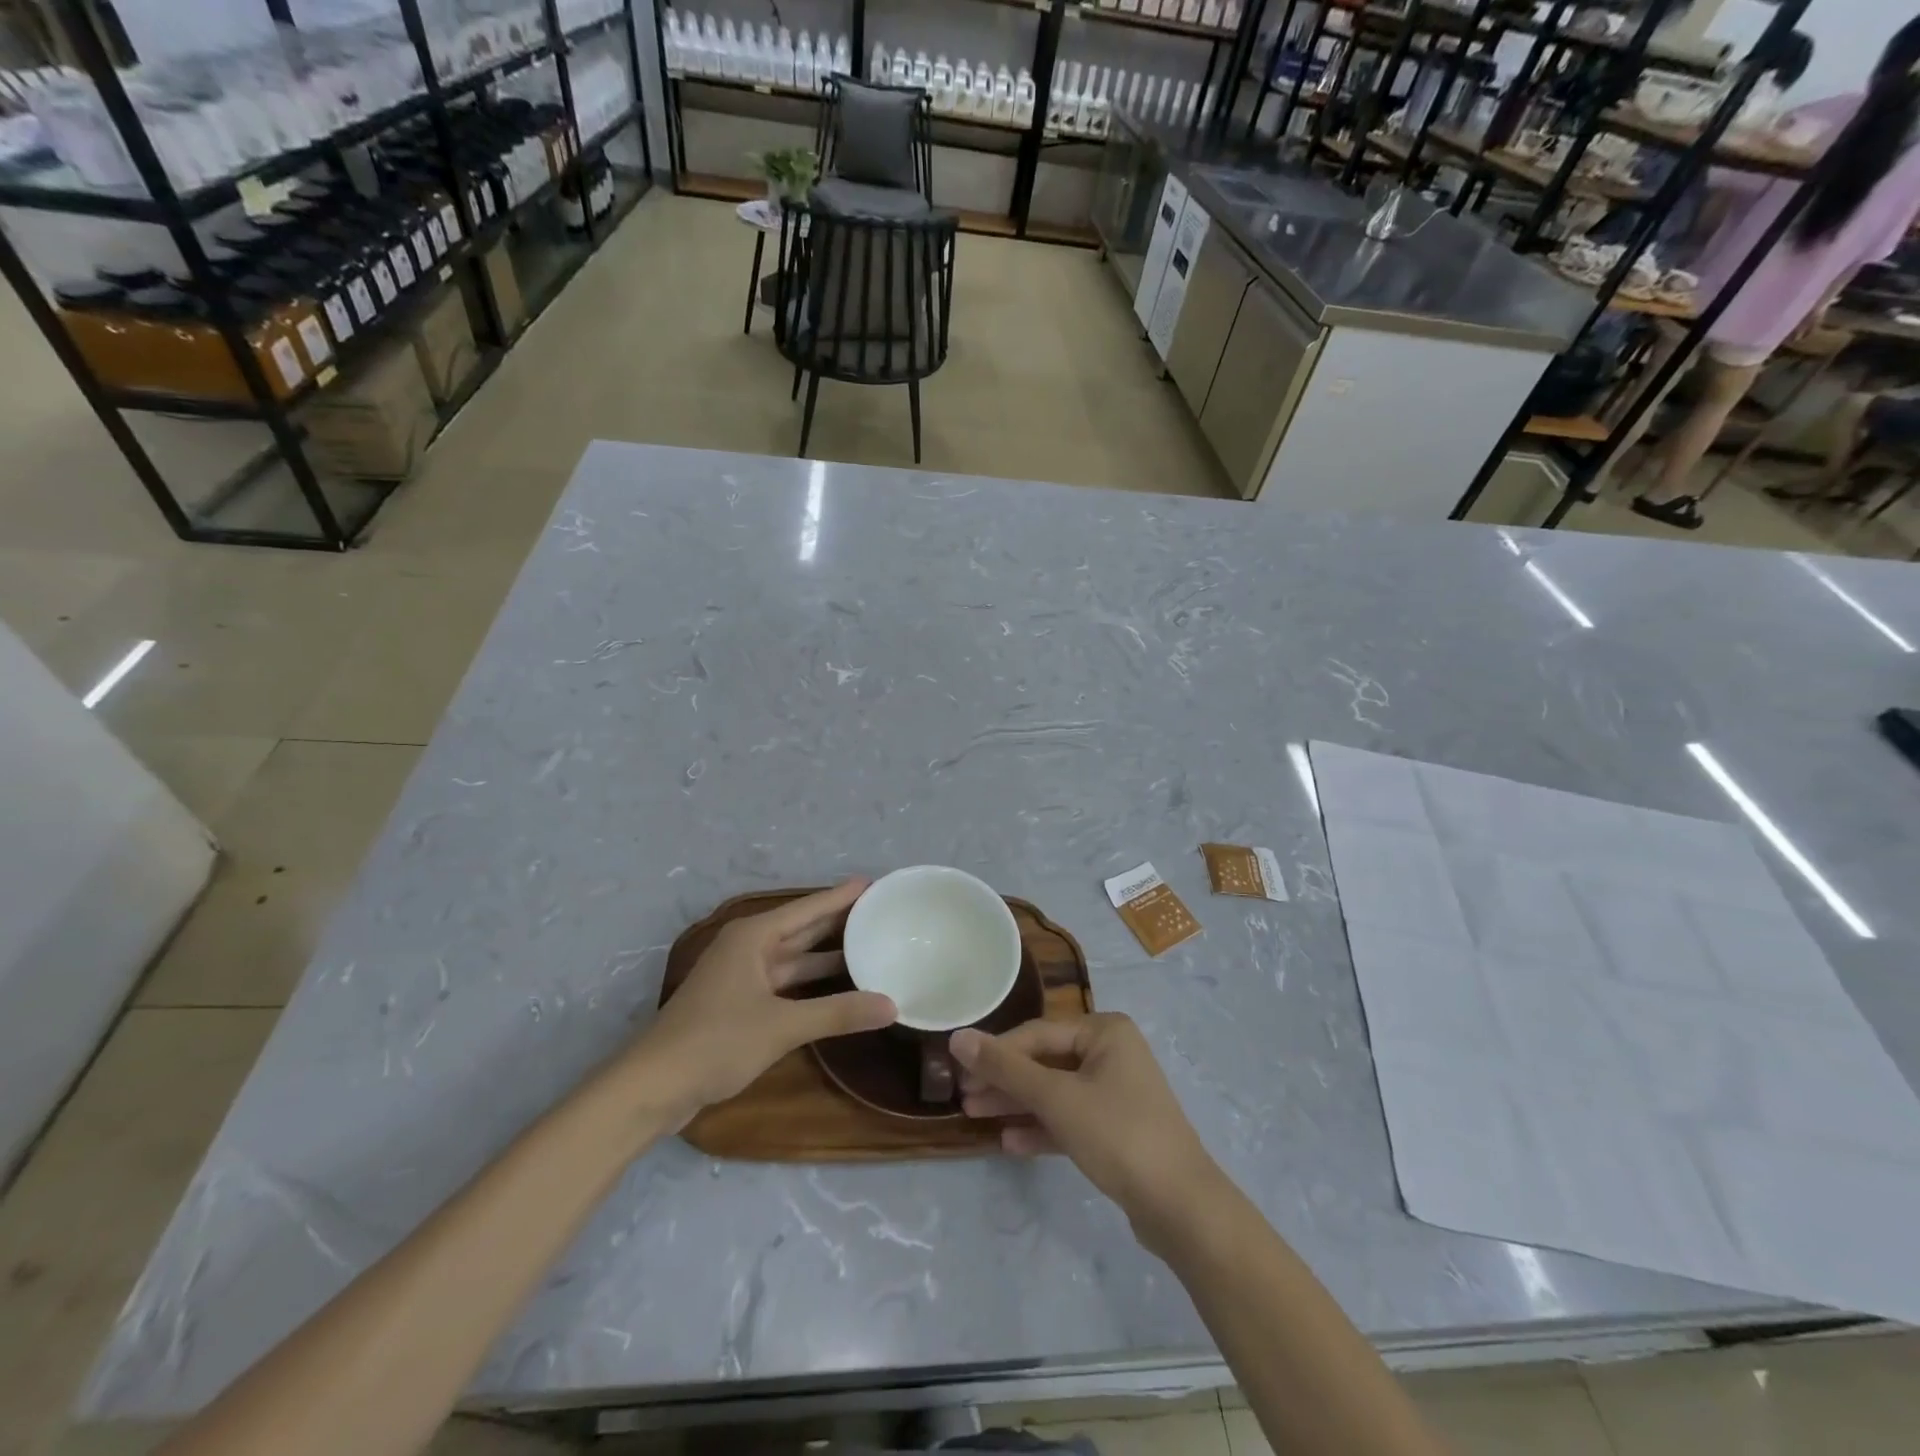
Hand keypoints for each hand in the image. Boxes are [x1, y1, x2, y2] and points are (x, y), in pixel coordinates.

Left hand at [638, 880, 895, 1116]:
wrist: (653, 1086)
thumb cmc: (716, 1041)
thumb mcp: (782, 1026)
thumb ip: (838, 1013)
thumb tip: (892, 1005)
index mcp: (753, 936)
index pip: (808, 908)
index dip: (841, 896)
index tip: (874, 882)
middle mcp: (748, 948)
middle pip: (802, 929)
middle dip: (838, 921)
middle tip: (879, 911)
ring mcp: (742, 977)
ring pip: (794, 958)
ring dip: (827, 955)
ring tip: (868, 945)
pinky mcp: (739, 1004)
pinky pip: (786, 982)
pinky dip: (812, 983)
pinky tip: (838, 987)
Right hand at [951, 1013, 1221, 1248]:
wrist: (1181, 1207)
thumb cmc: (1118, 1134)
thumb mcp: (1056, 1098)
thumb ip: (1005, 1068)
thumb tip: (958, 1038)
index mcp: (1104, 1031)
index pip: (1037, 1033)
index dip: (995, 1052)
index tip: (959, 1072)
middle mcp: (1112, 1053)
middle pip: (1045, 1061)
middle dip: (1004, 1080)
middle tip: (964, 1098)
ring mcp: (1116, 1092)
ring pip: (1055, 1092)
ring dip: (1017, 1104)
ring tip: (975, 1117)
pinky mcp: (1117, 1129)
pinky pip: (1070, 1119)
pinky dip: (1042, 1128)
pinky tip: (1010, 1143)